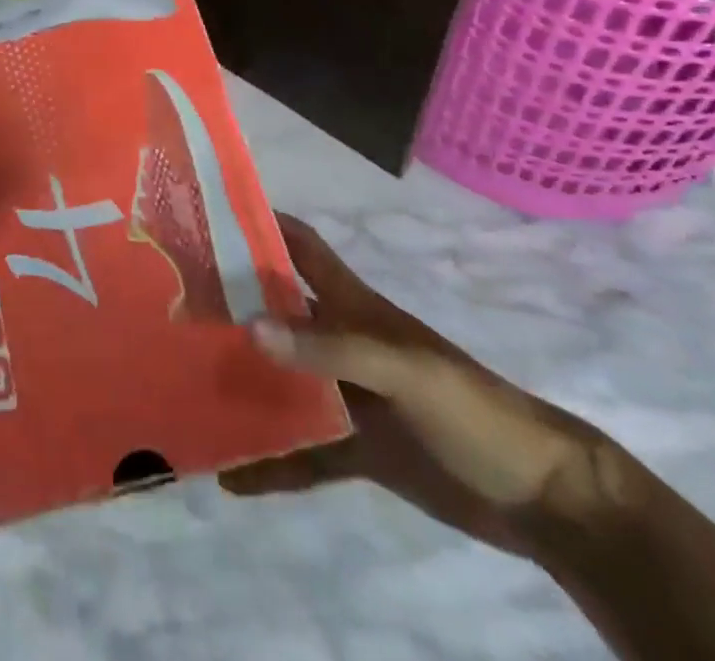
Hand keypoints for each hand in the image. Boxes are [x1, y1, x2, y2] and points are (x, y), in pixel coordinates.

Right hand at [221, 214, 627, 552]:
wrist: (541, 497)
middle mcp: (341, 341)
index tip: (207, 216)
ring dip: (242, 382)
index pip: (300, 247)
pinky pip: (301, 452)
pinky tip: (230, 478)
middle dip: (231, 303)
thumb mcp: (404, 370)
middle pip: (276, 311)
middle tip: (174, 306)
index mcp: (354, 306)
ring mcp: (347, 395)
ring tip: (184, 386)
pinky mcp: (357, 449)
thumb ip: (330, 348)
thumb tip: (250, 327)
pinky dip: (269, 463)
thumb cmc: (471, 408)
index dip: (261, 223)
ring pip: (280, 380)